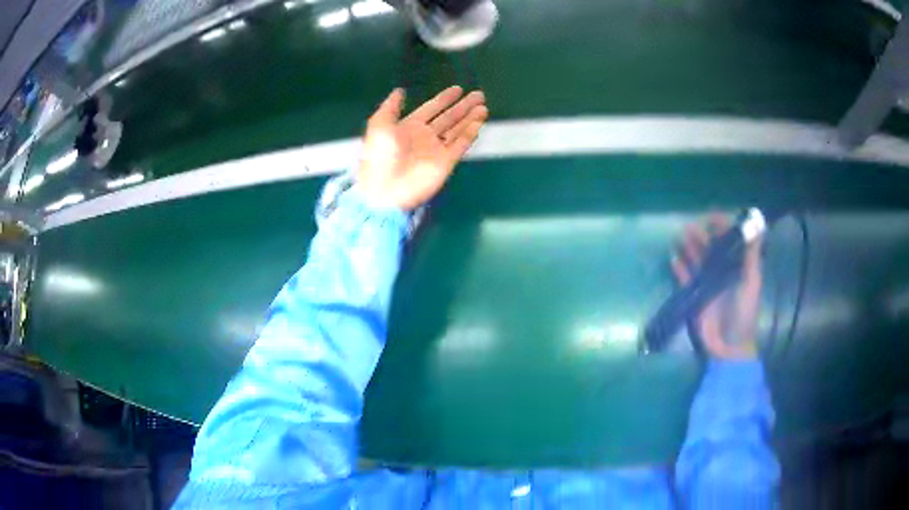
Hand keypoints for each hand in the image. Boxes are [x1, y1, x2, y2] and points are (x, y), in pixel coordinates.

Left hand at [356, 86, 488, 210]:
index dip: (444, 99)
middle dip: (463, 106)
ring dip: (470, 118)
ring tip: (483, 107)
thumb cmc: (379, 155)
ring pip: (457, 130)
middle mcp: (426, 136)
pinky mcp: (445, 162)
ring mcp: (437, 149)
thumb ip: (391, 106)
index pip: (431, 108)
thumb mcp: (379, 124)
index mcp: (409, 126)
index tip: (458, 89)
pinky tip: (478, 123)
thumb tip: (400, 91)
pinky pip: (460, 145)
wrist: (385, 189)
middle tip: (478, 95)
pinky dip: (469, 134)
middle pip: (449, 118)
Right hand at [671, 215, 762, 359]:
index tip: (711, 217)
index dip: (722, 227)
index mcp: (738, 266)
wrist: (728, 346)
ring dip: (689, 248)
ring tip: (680, 238)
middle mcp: (722, 272)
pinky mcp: (694, 296)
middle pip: (710, 248)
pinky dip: (679, 269)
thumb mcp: (751, 282)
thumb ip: (752, 256)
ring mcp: (707, 284)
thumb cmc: (743, 313)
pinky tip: (674, 259)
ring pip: (696, 260)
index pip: (729, 241)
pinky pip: (685, 279)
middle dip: (701, 236)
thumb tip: (756, 227)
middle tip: (690, 227)